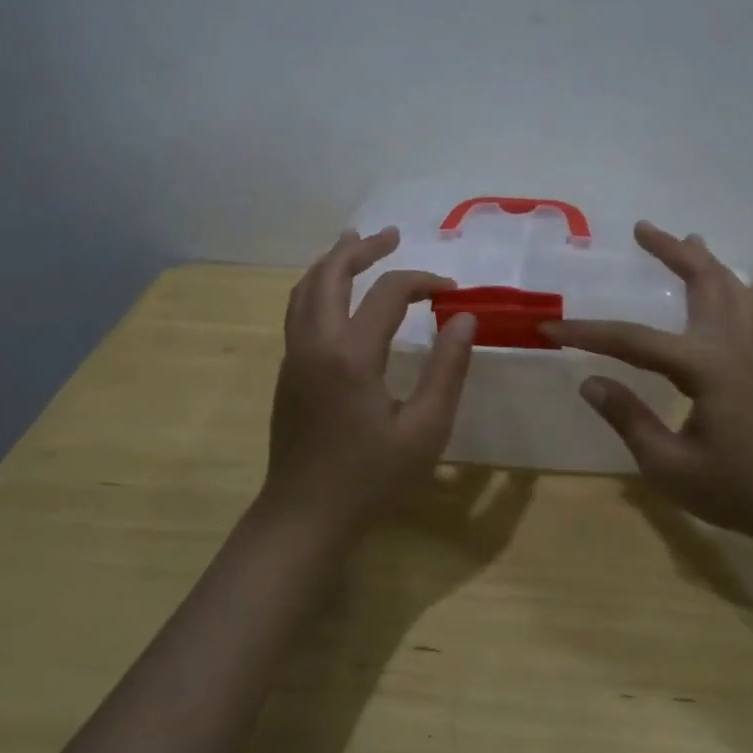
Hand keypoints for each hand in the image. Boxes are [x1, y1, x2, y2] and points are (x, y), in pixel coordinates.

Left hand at [263, 227, 476, 541]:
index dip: (424, 281)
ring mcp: (294, 355)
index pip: (389, 293)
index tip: (452, 291)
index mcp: (352, 355)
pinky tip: (336, 292)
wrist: (304, 517)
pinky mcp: (288, 370)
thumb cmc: (371, 478)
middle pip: (331, 274)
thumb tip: (464, 318)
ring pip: (306, 288)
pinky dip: (318, 285)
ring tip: (357, 243)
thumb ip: (448, 369)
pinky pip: (298, 309)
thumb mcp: (426, 430)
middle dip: (363, 248)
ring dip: (333, 261)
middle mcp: (316, 343)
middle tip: (392, 235)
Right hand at [543, 222, 752, 539]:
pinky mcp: (751, 371)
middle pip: (703, 284)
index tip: (549, 329)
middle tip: (642, 228)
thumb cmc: (738, 491)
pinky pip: (737, 312)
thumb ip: (629, 419)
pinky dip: (721, 287)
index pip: (634, 340)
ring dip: (704, 263)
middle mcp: (727, 350)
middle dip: (672, 253)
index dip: (588, 333)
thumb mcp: (670, 467)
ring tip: (687, 239)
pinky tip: (713, 293)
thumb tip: (590, 382)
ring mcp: (745, 357)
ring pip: (729, 292)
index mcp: (704, 368)